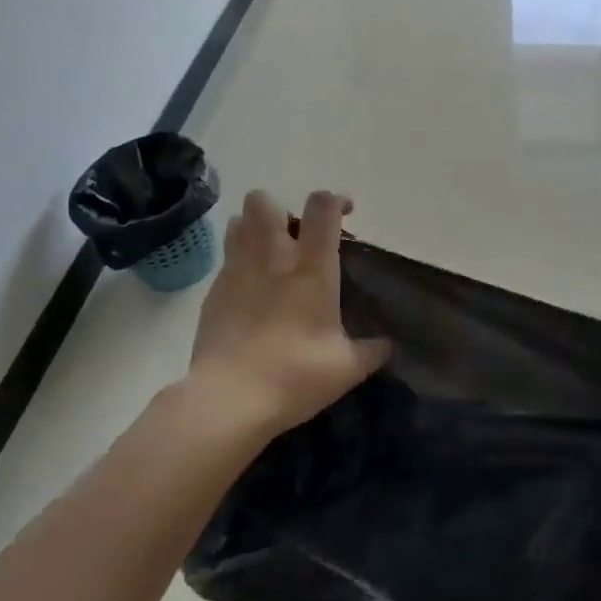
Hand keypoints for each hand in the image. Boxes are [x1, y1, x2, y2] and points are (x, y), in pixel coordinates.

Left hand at [185, 189, 389, 439]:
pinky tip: (249, 290)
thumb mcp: (347, 368)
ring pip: (239, 222)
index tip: (345, 214)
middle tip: (296, 237)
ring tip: (269, 254)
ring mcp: (237, 272)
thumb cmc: (295, 376)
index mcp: (311, 269)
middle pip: (265, 202)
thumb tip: (387, 345)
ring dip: (255, 228)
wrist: (229, 400)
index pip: (322, 208)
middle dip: (280, 209)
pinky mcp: (213, 292)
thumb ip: (371, 350)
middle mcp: (272, 258)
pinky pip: (227, 259)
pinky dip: (239, 261)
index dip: (335, 201)